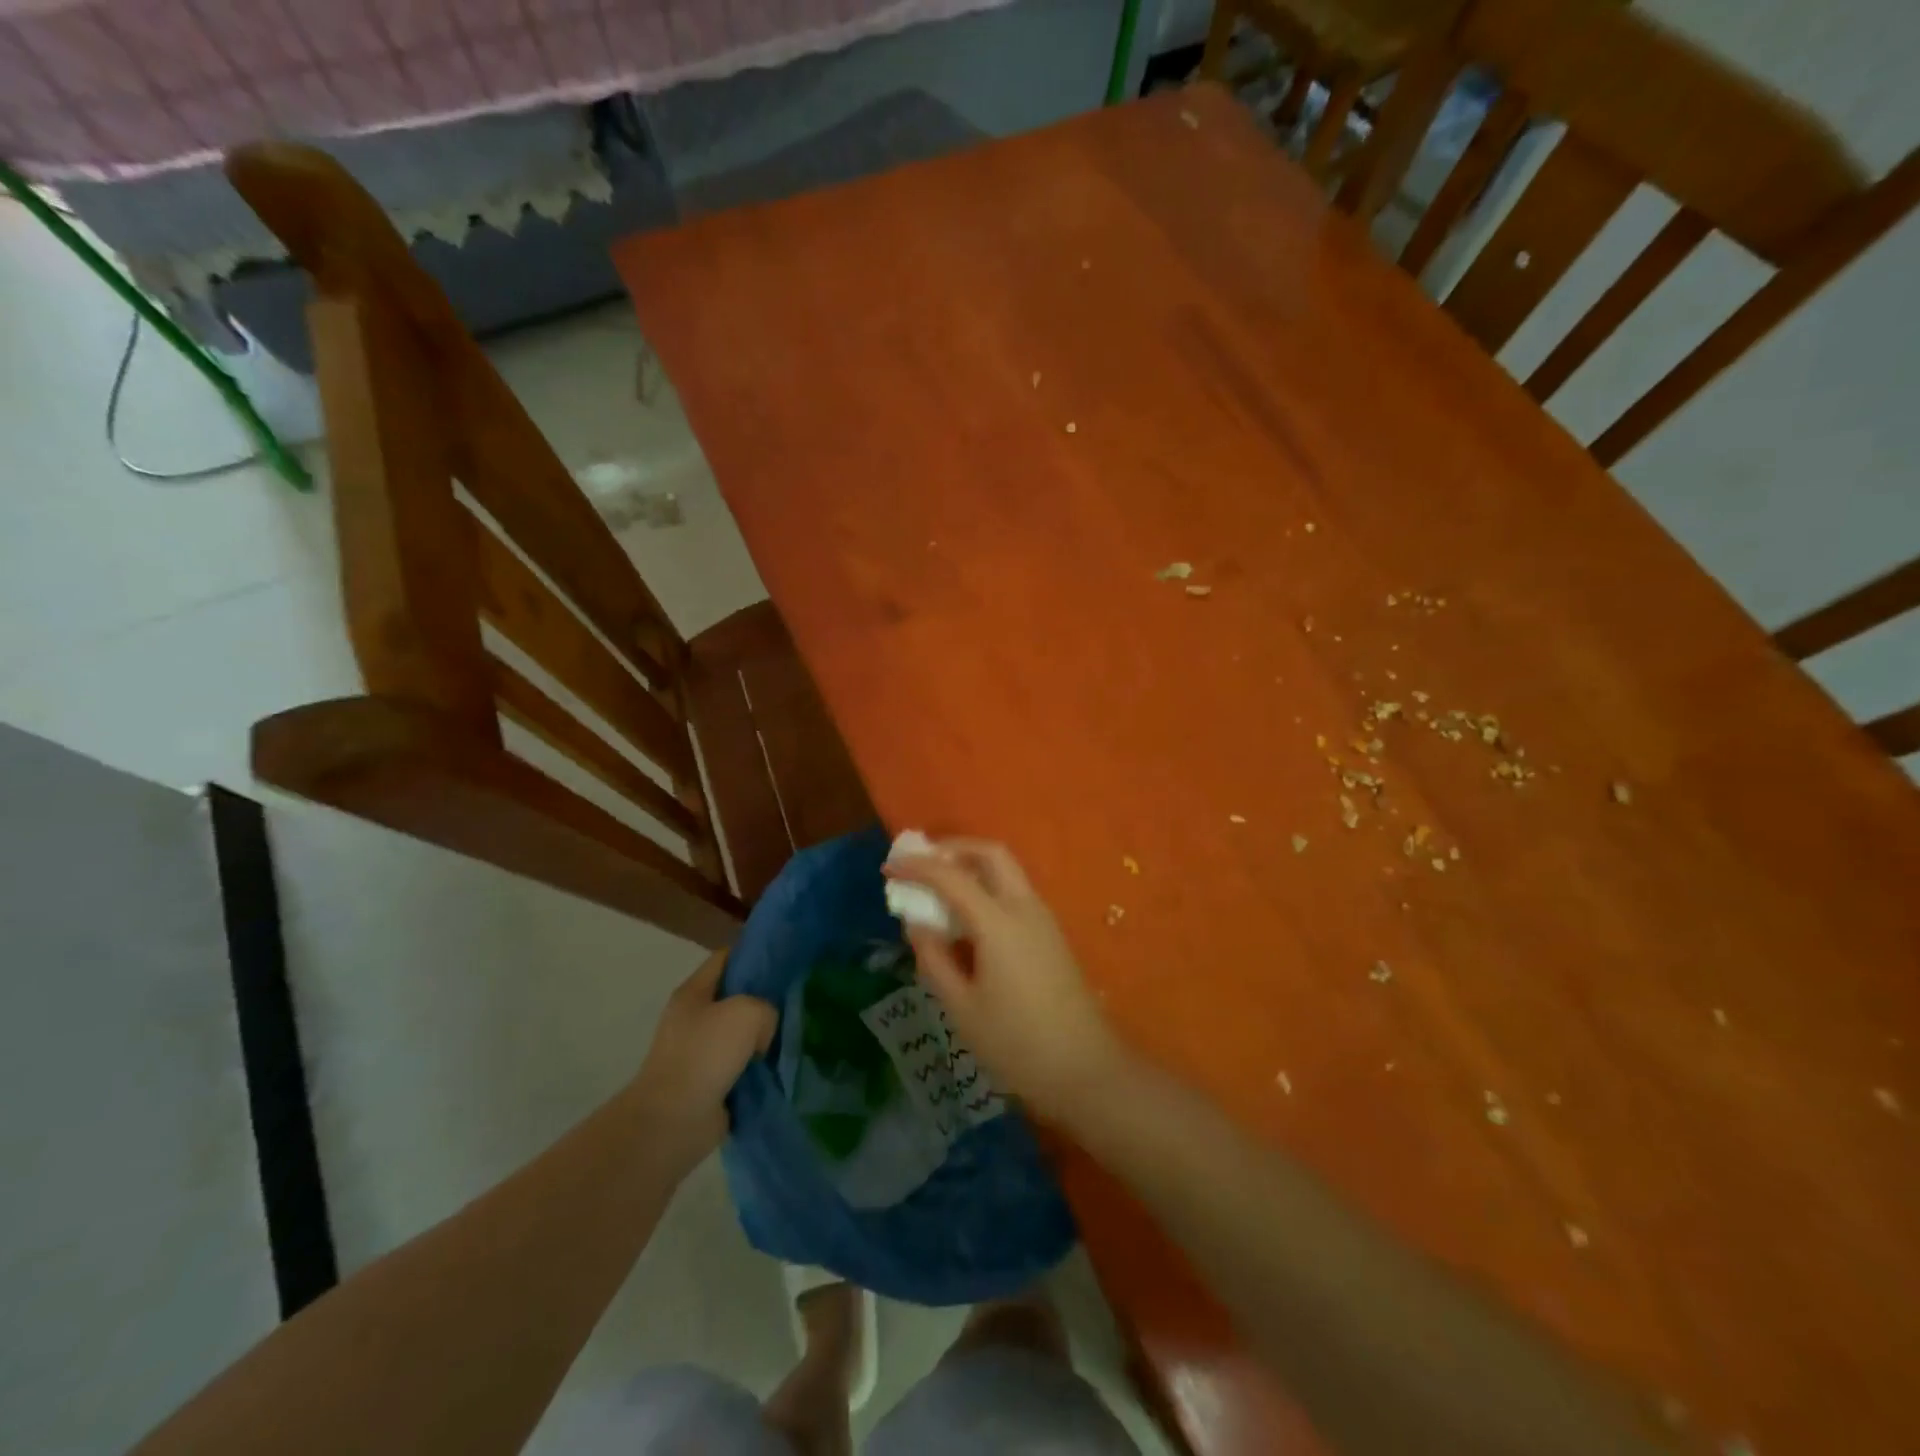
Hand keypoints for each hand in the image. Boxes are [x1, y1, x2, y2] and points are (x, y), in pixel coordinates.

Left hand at [627, 949, 775, 1172]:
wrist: (672, 1121)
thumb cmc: (705, 1055)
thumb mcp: (747, 1012)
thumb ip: (766, 1008)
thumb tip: (763, 1032)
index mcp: (693, 992)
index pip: (726, 958)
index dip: (754, 954)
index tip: (785, 959)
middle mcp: (694, 1019)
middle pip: (735, 997)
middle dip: (764, 999)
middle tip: (796, 1001)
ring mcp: (699, 1053)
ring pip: (741, 1035)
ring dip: (763, 1039)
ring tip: (794, 1036)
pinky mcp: (707, 1084)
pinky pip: (740, 1067)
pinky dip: (758, 1069)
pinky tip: (781, 1067)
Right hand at [886, 839, 1129, 1123]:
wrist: (1086, 1070)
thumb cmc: (1017, 1045)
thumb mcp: (962, 1008)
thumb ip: (934, 959)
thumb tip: (916, 922)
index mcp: (998, 922)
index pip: (951, 876)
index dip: (917, 867)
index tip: (889, 867)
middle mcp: (1024, 908)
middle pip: (991, 854)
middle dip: (953, 848)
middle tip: (922, 862)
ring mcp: (1043, 919)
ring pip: (1006, 871)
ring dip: (972, 866)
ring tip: (939, 888)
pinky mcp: (1051, 935)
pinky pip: (1015, 893)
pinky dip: (987, 887)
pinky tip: (968, 917)